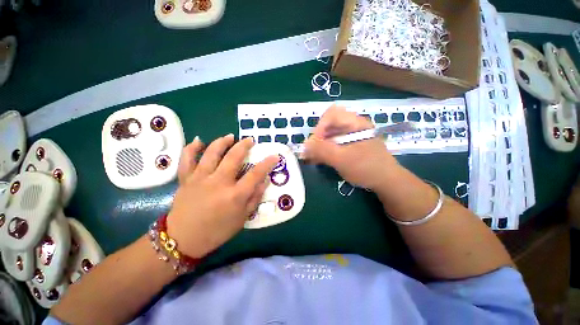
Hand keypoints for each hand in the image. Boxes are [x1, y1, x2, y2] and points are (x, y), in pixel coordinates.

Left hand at [167, 135, 277, 257]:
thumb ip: (254, 198)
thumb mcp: (242, 219)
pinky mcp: (186, 179)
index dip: (267, 163)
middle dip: (244, 145)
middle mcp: (218, 183)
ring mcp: (200, 179)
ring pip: (211, 153)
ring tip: (230, 137)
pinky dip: (191, 148)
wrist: (183, 240)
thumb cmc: (217, 231)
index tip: (274, 156)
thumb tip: (264, 181)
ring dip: (222, 142)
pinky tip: (199, 140)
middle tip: (250, 140)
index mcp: (235, 195)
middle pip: (234, 157)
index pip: (256, 174)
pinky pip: (186, 159)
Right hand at [303, 105, 399, 190]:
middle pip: (329, 124)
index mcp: (355, 123)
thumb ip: (322, 150)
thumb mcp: (343, 159)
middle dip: (317, 138)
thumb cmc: (367, 168)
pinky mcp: (349, 145)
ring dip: (319, 145)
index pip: (331, 114)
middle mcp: (352, 126)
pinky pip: (333, 143)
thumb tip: (304, 144)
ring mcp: (351, 136)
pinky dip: (324, 150)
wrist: (386, 181)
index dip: (319, 127)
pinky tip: (319, 159)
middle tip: (311, 152)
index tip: (314, 144)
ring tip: (312, 158)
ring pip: (329, 135)